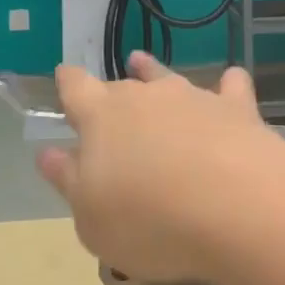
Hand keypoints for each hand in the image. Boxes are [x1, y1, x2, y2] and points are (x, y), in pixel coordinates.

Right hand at [42, 52, 284, 283]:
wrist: (234, 205)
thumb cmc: (148, 220)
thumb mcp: (90, 217)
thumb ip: (69, 180)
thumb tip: (48, 153)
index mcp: (102, 117)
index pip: (76, 88)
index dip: (68, 83)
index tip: (64, 76)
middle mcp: (145, 96)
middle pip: (122, 87)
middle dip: (112, 93)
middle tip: (110, 102)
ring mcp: (193, 97)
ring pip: (167, 77)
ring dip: (153, 73)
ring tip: (143, 63)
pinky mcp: (236, 108)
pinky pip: (230, 86)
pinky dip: (227, 85)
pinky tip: (230, 82)